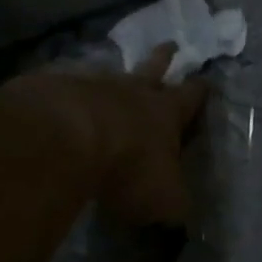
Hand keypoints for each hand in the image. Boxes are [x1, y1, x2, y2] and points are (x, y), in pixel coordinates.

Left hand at [12, 43, 208, 225]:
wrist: (66, 139)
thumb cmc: (129, 167)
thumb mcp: (164, 199)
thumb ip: (174, 207)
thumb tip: (182, 217)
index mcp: (166, 112)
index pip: (191, 97)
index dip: (200, 91)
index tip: (207, 80)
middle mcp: (133, 91)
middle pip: (153, 68)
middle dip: (164, 58)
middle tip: (170, 44)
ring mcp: (91, 85)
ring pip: (109, 74)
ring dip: (114, 75)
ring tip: (114, 73)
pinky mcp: (54, 90)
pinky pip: (67, 86)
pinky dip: (71, 92)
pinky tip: (65, 98)